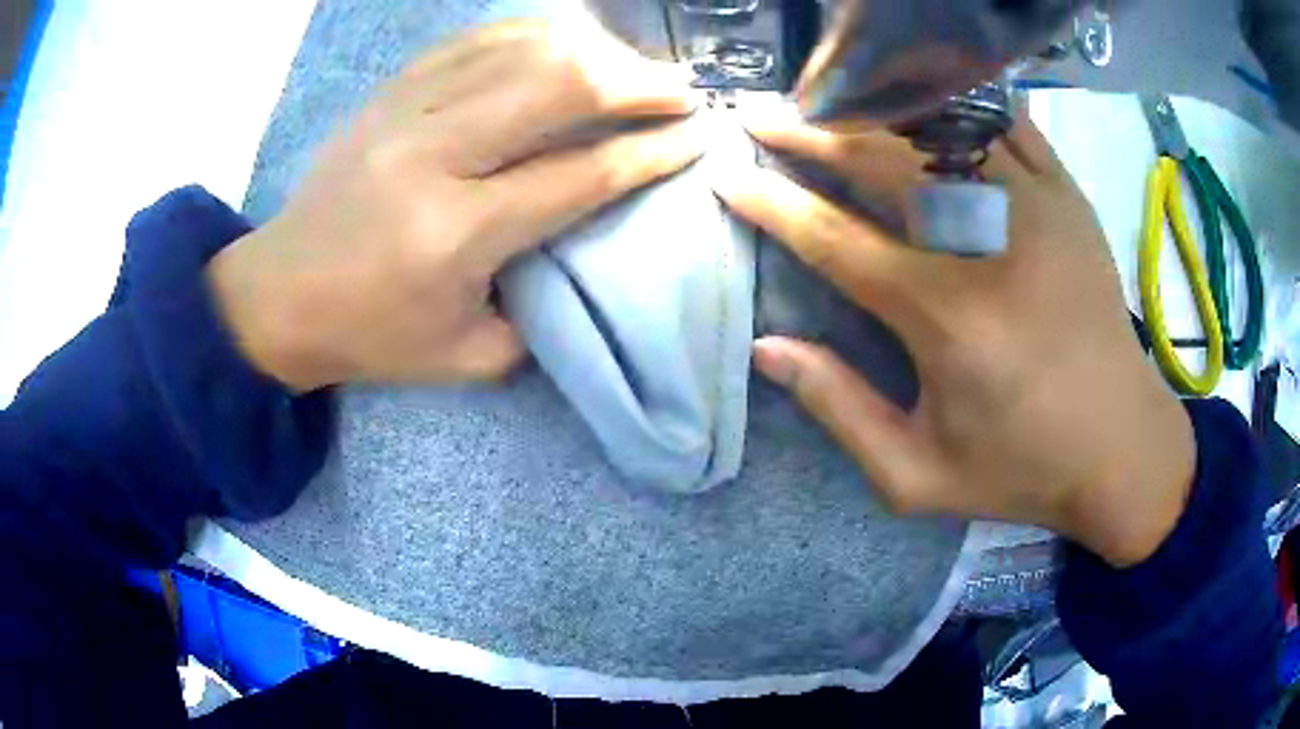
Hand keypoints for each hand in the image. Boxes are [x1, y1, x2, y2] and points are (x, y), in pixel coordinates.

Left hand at [208, 20, 702, 391]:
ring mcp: (405, 111)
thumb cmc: (371, 334)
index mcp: (456, 233)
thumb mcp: (466, 357)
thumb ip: (543, 313)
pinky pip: (474, 40)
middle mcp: (433, 156)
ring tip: (633, 66)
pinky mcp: (389, 93)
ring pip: (521, 49)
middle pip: (557, 86)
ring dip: (594, 50)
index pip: (579, 174)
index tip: (697, 136)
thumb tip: (591, 251)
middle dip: (637, 82)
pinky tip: (566, 42)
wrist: (278, 295)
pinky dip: (532, 34)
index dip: (649, 152)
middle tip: (681, 90)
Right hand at [712, 117, 1194, 567]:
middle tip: (759, 116)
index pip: (835, 239)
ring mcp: (1038, 207)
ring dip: (872, 110)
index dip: (771, 203)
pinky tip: (920, 100)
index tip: (727, 176)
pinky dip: (954, 103)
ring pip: (938, 127)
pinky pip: (1003, 123)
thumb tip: (766, 349)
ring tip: (827, 103)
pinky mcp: (1068, 198)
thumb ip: (839, 411)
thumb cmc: (1022, 470)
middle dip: (808, 132)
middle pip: (881, 159)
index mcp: (949, 320)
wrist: (1123, 449)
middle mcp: (990, 245)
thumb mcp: (918, 477)